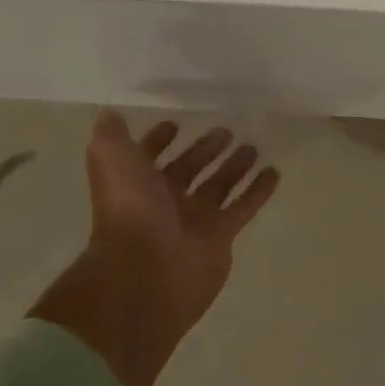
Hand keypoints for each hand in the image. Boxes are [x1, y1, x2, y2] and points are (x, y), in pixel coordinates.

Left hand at [30, 112, 279, 385]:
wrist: (147, 270)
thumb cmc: (129, 209)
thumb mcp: (110, 159)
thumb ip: (112, 135)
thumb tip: (111, 114)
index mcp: (136, 183)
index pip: (148, 157)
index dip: (159, 141)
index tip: (177, 124)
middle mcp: (164, 201)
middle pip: (188, 170)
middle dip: (204, 151)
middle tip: (226, 131)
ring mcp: (194, 221)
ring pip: (218, 186)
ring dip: (234, 167)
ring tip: (252, 147)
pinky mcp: (221, 237)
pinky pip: (243, 208)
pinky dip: (258, 191)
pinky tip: (274, 172)